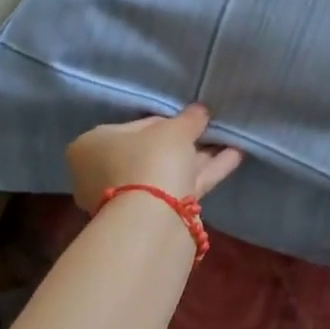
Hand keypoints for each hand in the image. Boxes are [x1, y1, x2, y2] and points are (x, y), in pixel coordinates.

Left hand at [66, 105, 243, 211]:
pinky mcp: (153, 216)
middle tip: (211, 131)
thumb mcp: (174, 131)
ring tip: (231, 141)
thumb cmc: (150, 160)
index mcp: (94, 145)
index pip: (136, 126)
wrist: (153, 218)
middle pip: (153, 152)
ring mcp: (128, 198)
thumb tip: (202, 110)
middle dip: (185, 142)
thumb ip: (189, 118)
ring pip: (169, 172)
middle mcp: (104, 172)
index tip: (191, 119)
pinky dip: (206, 172)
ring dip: (201, 157)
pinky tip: (235, 156)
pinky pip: (181, 187)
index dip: (168, 121)